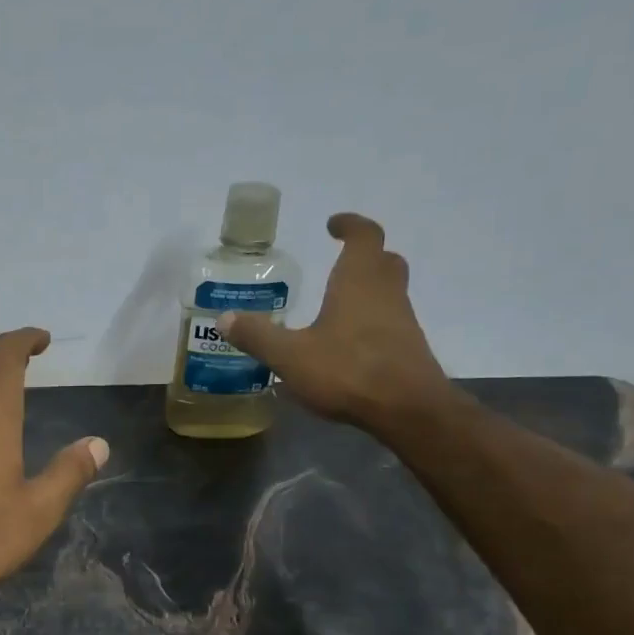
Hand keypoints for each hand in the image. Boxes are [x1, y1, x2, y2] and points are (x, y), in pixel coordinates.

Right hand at [218, 212, 453, 430]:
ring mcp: (402, 321)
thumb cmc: (347, 371)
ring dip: (369, 291)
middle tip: (340, 262)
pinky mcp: (408, 349)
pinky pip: (390, 322)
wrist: (407, 409)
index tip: (333, 225)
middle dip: (364, 256)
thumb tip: (224, 318)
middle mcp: (386, 293)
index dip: (350, 225)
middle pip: (384, 261)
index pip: (364, 236)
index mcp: (358, 281)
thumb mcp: (290, 356)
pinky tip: (349, 344)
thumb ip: (258, 336)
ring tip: (338, 305)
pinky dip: (372, 322)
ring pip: (390, 292)